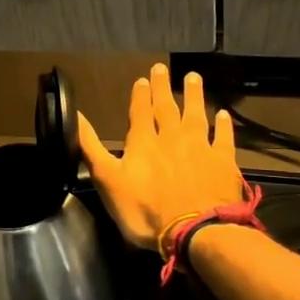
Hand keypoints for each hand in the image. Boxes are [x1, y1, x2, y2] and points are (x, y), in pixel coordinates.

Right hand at [78, 63, 244, 251]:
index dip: (140, 95)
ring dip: (194, 96)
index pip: (140, 112)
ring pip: (196, 115)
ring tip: (193, 77)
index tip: (142, 79)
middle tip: (163, 68)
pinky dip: (224, 125)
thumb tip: (75, 116)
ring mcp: (200, 148)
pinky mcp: (223, 162)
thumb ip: (91, 147)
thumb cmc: (145, 210)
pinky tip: (224, 115)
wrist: (195, 230)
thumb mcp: (107, 180)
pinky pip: (223, 138)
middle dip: (163, 88)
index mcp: (143, 142)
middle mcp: (172, 137)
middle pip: (167, 108)